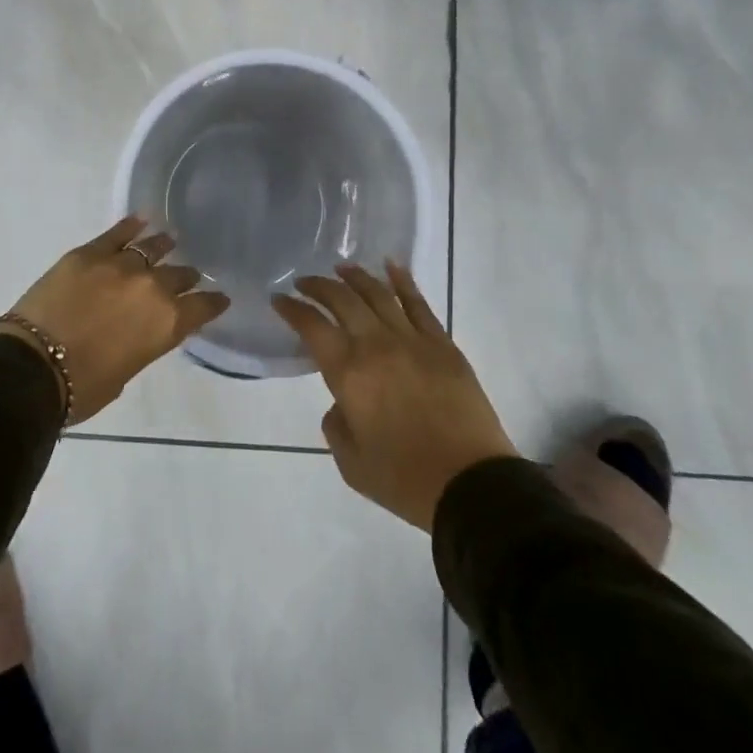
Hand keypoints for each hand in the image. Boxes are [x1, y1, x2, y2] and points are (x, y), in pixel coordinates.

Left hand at [0, 217, 229, 424]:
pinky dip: (131, 226)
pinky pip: (117, 233)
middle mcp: (152, 287)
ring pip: (152, 248)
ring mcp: (121, 265)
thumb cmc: (82, 387)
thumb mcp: (126, 372)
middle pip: (178, 275)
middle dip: (185, 277)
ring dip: (163, 247)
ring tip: (169, 242)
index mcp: (167, 323)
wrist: (33, 366)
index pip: (202, 307)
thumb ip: (142, 343)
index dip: (212, 303)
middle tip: (187, 277)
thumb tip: (138, 330)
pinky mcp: (89, 252)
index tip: (219, 298)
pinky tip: (141, 220)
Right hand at [273, 264, 516, 530]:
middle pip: (342, 300)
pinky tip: (391, 266)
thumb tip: (342, 403)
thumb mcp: (351, 464)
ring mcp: (412, 340)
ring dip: (355, 276)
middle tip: (304, 282)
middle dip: (318, 286)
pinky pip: (418, 304)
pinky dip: (403, 281)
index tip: (280, 299)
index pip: (312, 326)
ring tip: (340, 268)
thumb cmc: (404, 480)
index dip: (292, 309)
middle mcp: (376, 345)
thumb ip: (336, 426)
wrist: (472, 486)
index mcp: (348, 373)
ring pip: (378, 294)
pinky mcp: (442, 344)